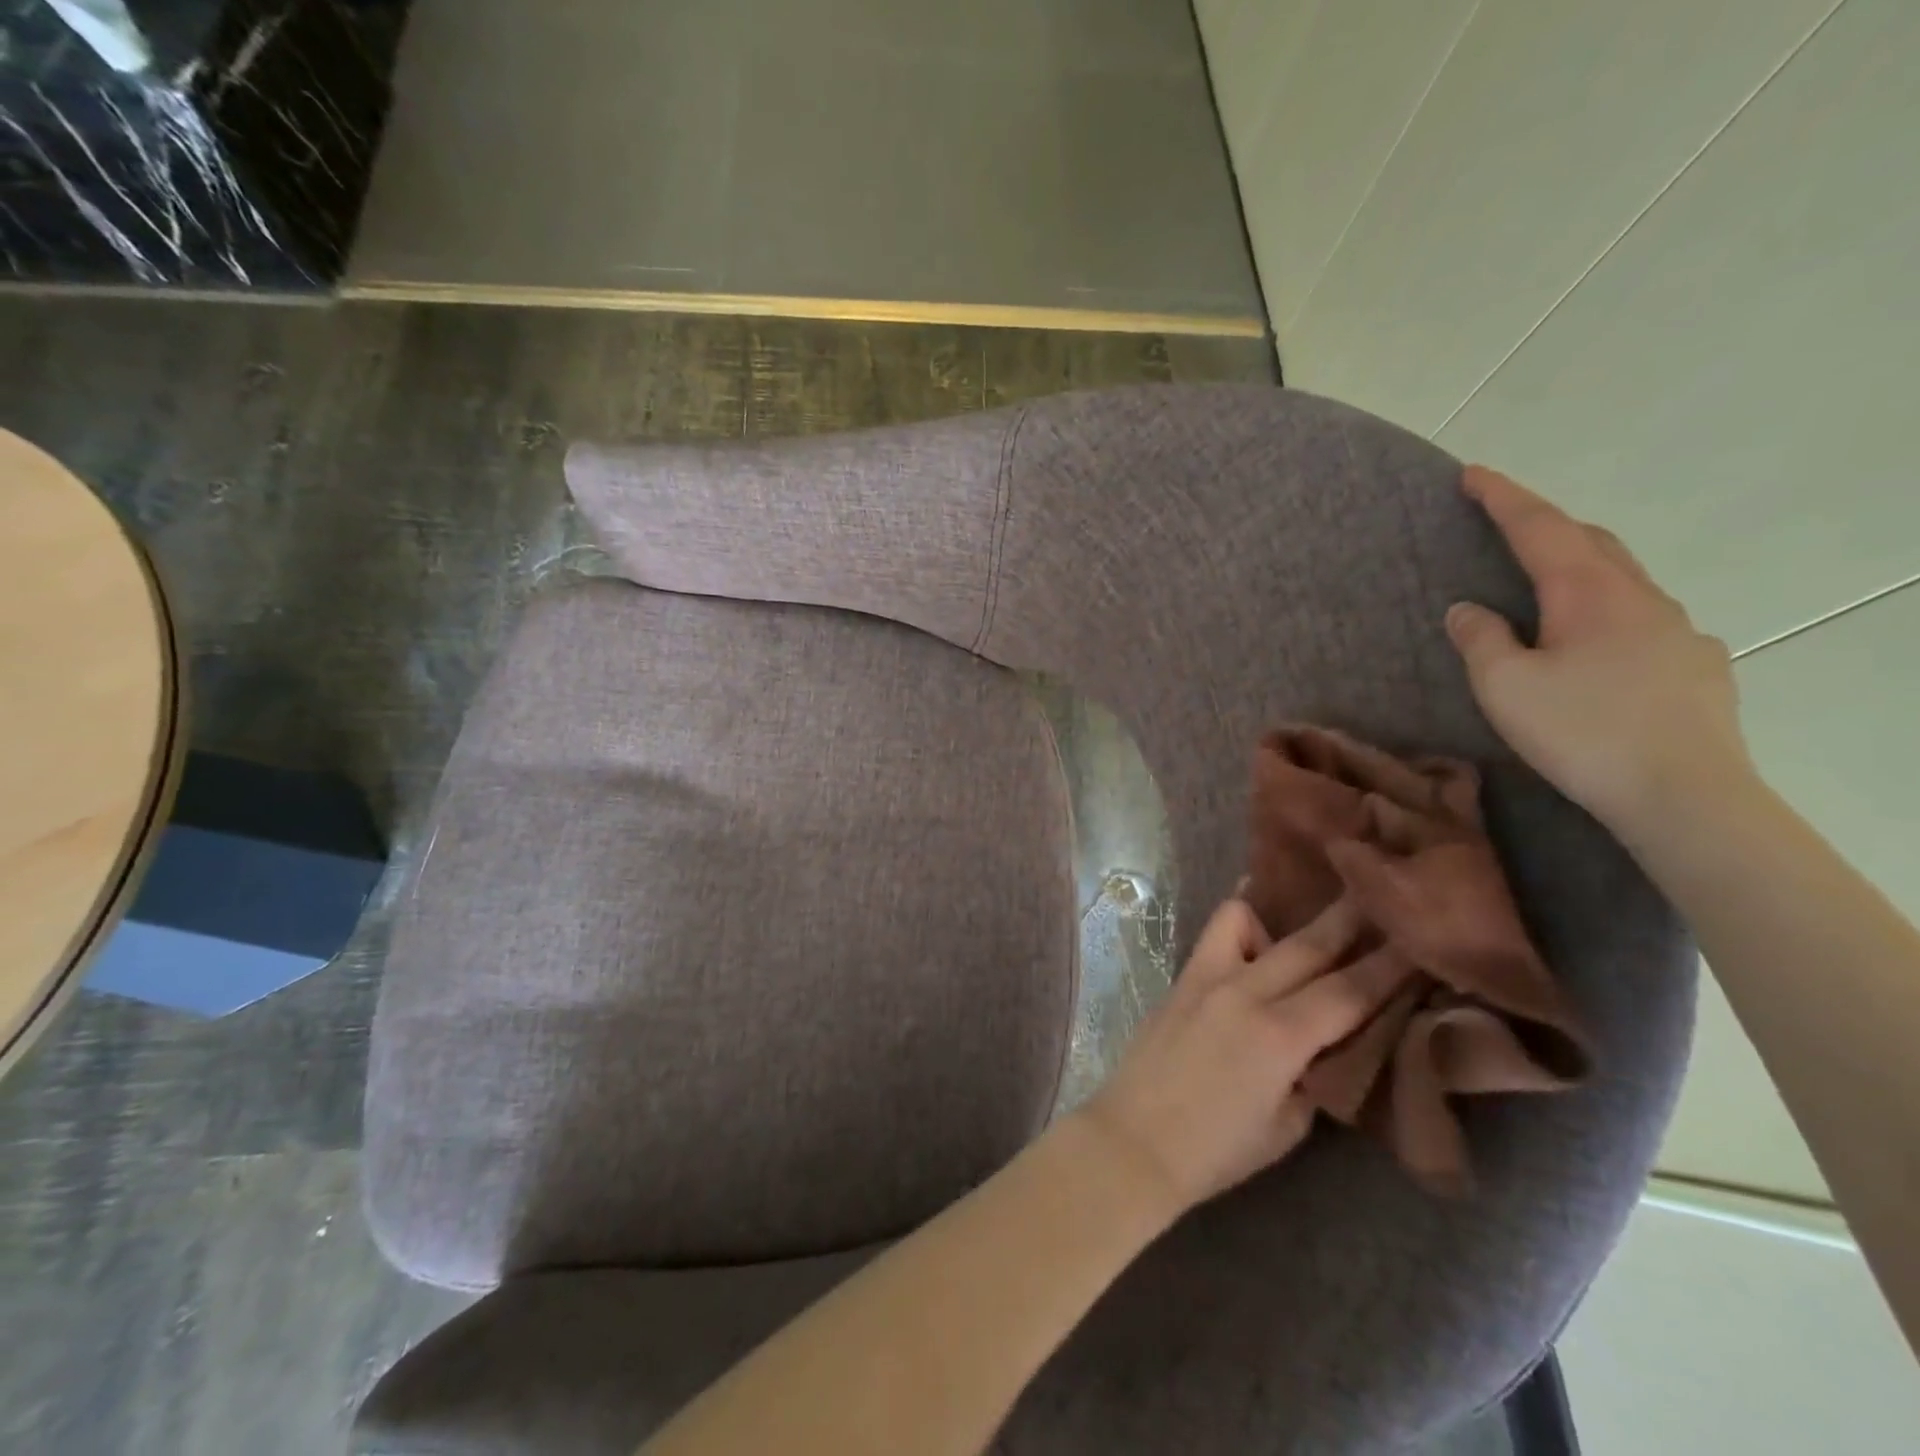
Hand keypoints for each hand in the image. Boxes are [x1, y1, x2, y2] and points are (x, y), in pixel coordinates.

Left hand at [1079, 896, 1406, 1213]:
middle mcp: (1244, 992)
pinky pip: (1214, 935)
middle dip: (1350, 920)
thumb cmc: (1218, 1149)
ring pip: (1248, 920)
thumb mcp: (1288, 1123)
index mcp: (1280, 1036)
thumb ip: (1313, 1073)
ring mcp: (1206, 978)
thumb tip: (1327, 1043)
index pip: (1349, 992)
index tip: (1416, 940)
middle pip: (1308, 945)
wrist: (1135, 1140)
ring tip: (1308, 923)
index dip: (1389, 966)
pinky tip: (1253, 936)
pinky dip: (1241, 925)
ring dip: (1287, 915)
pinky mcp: (1181, 978)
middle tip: (1380, 895)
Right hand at [1446, 465, 1755, 836]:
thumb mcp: (1504, 686)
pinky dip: (1611, 614)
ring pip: (1623, 580)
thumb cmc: (1580, 731)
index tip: (1472, 473)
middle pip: (1591, 542)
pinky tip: (1601, 648)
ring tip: (1550, 590)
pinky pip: (1645, 621)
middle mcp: (1640, 597)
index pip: (1540, 528)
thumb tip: (1468, 608)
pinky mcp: (1697, 665)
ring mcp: (1678, 630)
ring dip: (1581, 569)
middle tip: (1508, 526)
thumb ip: (1481, 639)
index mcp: (1589, 593)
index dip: (1503, 498)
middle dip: (1547, 527)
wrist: (1683, 793)